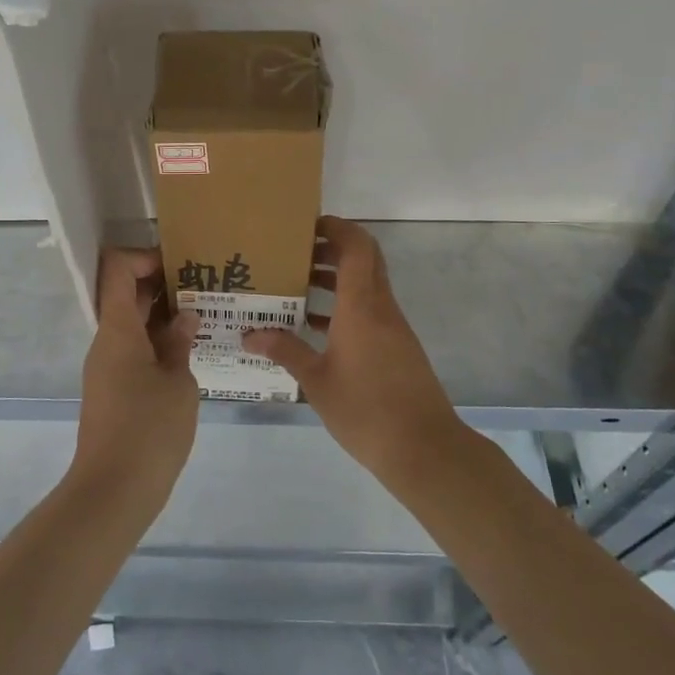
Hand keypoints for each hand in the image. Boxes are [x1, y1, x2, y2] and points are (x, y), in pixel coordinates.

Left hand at [72, 248, 200, 511]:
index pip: (118, 269)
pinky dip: (158, 341)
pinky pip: (133, 349)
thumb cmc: (149, 429)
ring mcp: (107, 366)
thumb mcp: (179, 382)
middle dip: (163, 285)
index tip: (181, 265)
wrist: (113, 491)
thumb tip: (184, 317)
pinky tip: (190, 351)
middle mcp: (106, 340)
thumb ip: (180, 343)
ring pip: (132, 324)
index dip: (146, 257)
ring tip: (205, 316)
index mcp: (117, 328)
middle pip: (126, 295)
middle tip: (205, 286)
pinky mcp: (113, 390)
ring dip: (163, 315)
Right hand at [244, 218, 462, 478]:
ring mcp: (393, 328)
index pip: (357, 247)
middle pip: (364, 260)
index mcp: (361, 306)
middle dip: (332, 248)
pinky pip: (369, 311)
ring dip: (336, 279)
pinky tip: (315, 327)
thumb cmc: (366, 410)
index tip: (308, 225)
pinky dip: (345, 307)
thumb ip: (285, 351)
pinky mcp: (397, 347)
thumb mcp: (316, 381)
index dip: (337, 228)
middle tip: (296, 252)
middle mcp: (380, 307)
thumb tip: (250, 334)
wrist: (424, 448)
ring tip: (297, 285)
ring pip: (366, 286)